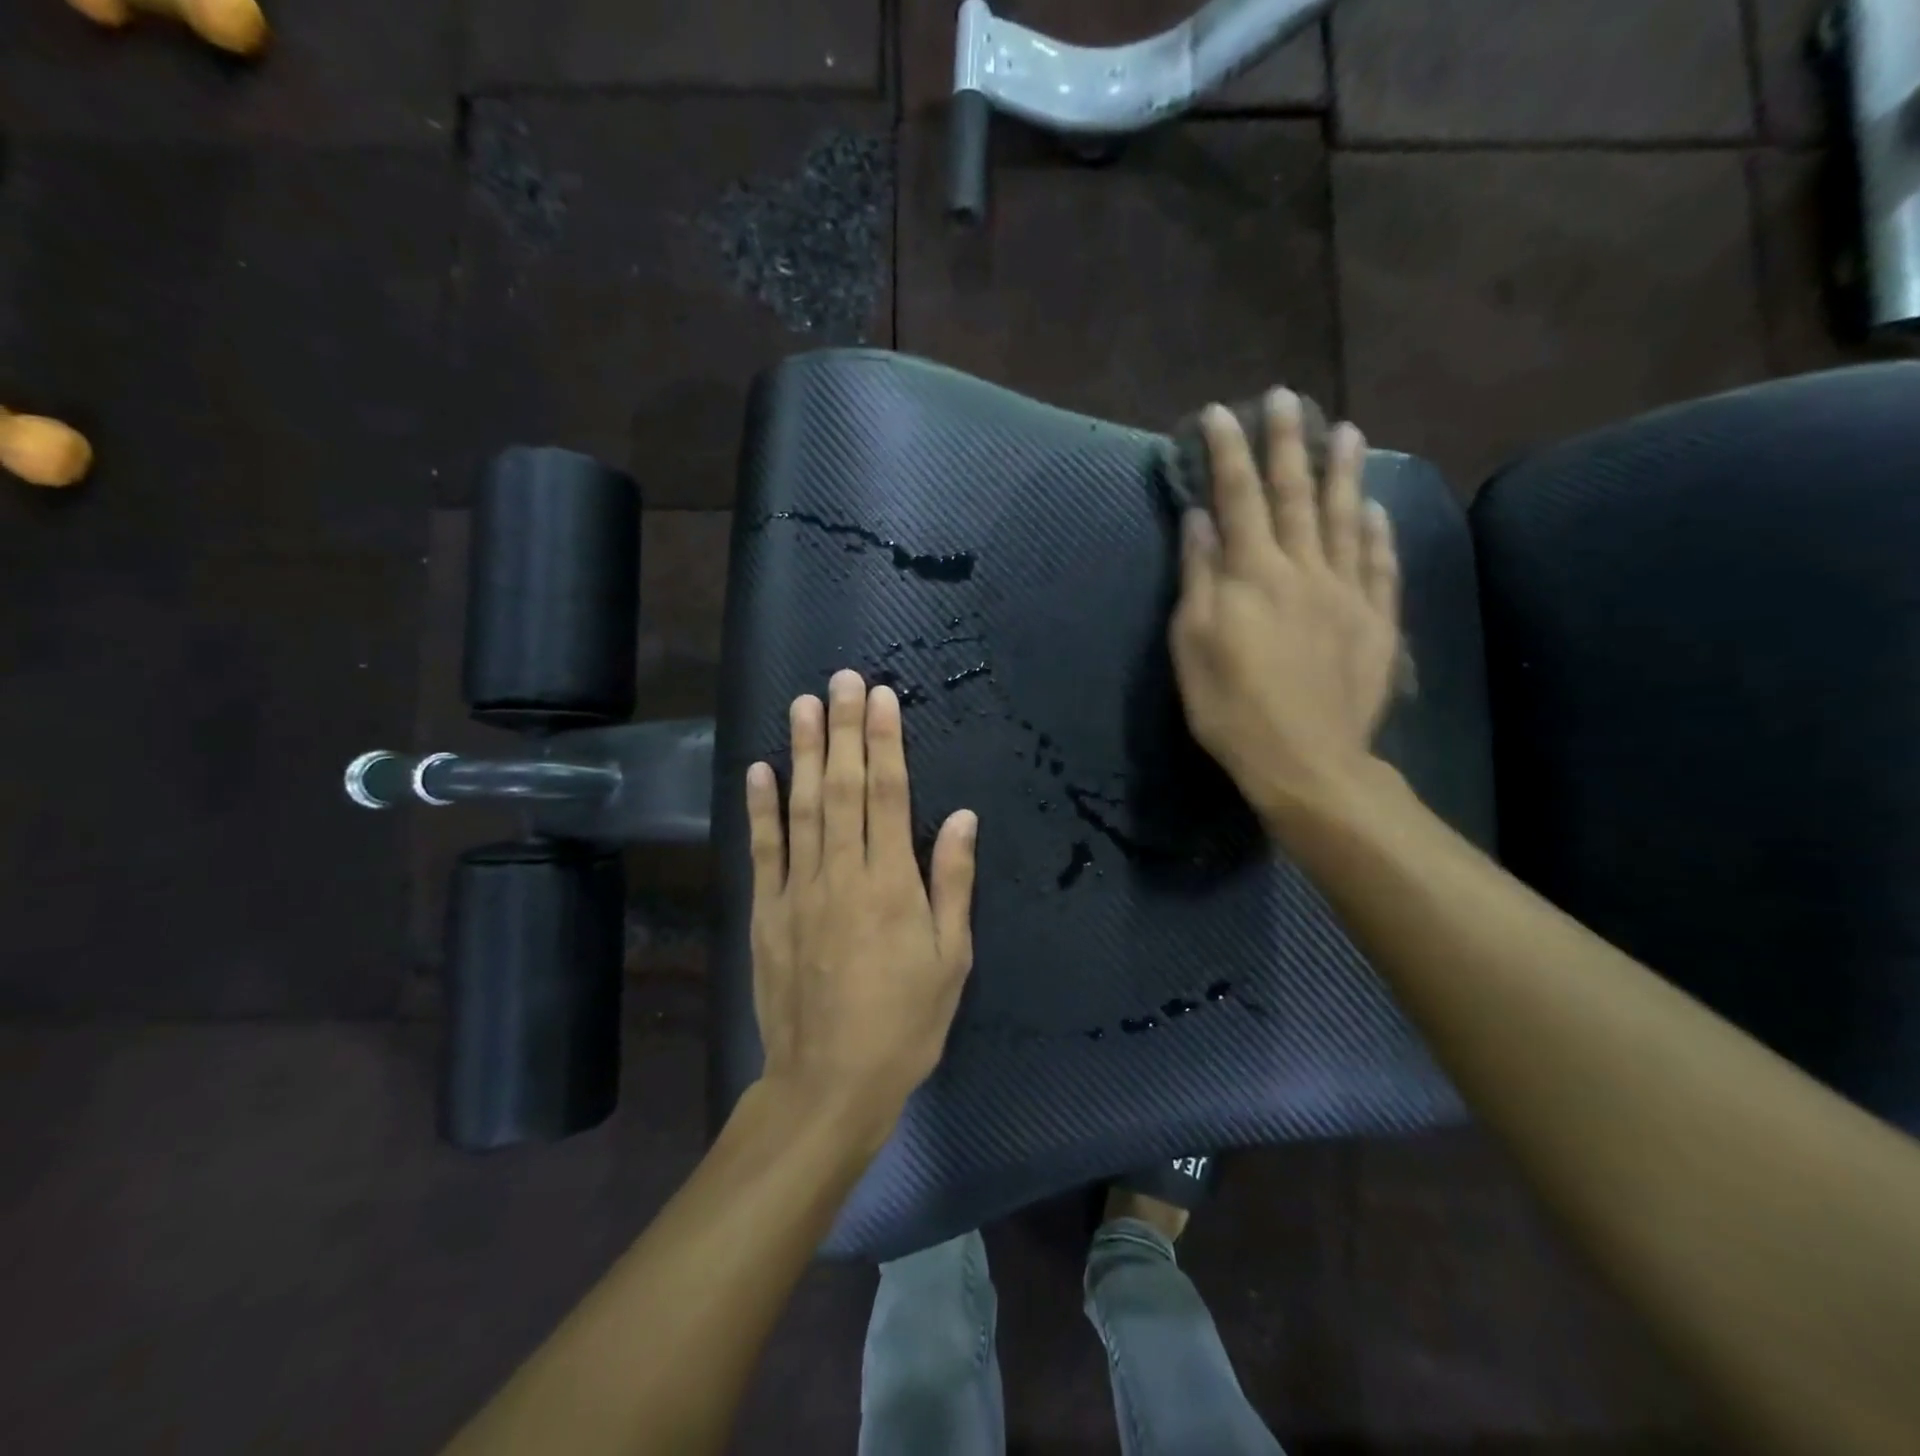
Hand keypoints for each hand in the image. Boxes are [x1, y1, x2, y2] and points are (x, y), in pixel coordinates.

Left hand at [746, 670, 978, 1143]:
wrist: (829, 1083)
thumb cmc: (905, 1023)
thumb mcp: (951, 959)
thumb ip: (952, 882)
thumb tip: (961, 817)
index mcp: (891, 885)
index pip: (888, 795)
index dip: (885, 743)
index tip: (883, 699)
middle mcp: (842, 874)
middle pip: (843, 788)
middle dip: (844, 729)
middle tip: (843, 680)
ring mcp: (798, 891)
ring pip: (801, 807)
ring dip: (803, 753)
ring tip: (803, 704)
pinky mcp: (766, 912)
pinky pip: (763, 850)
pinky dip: (760, 808)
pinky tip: (759, 769)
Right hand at [1169, 390, 1401, 830]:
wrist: (1305, 760)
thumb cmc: (1231, 707)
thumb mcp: (1193, 645)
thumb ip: (1199, 578)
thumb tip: (1201, 521)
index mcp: (1252, 574)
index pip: (1237, 498)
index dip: (1227, 453)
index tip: (1220, 413)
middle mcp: (1303, 569)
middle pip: (1295, 495)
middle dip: (1287, 443)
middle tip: (1287, 396)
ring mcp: (1346, 592)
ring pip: (1347, 518)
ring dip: (1344, 472)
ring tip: (1346, 431)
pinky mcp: (1375, 621)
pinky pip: (1380, 565)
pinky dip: (1379, 533)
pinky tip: (1378, 509)